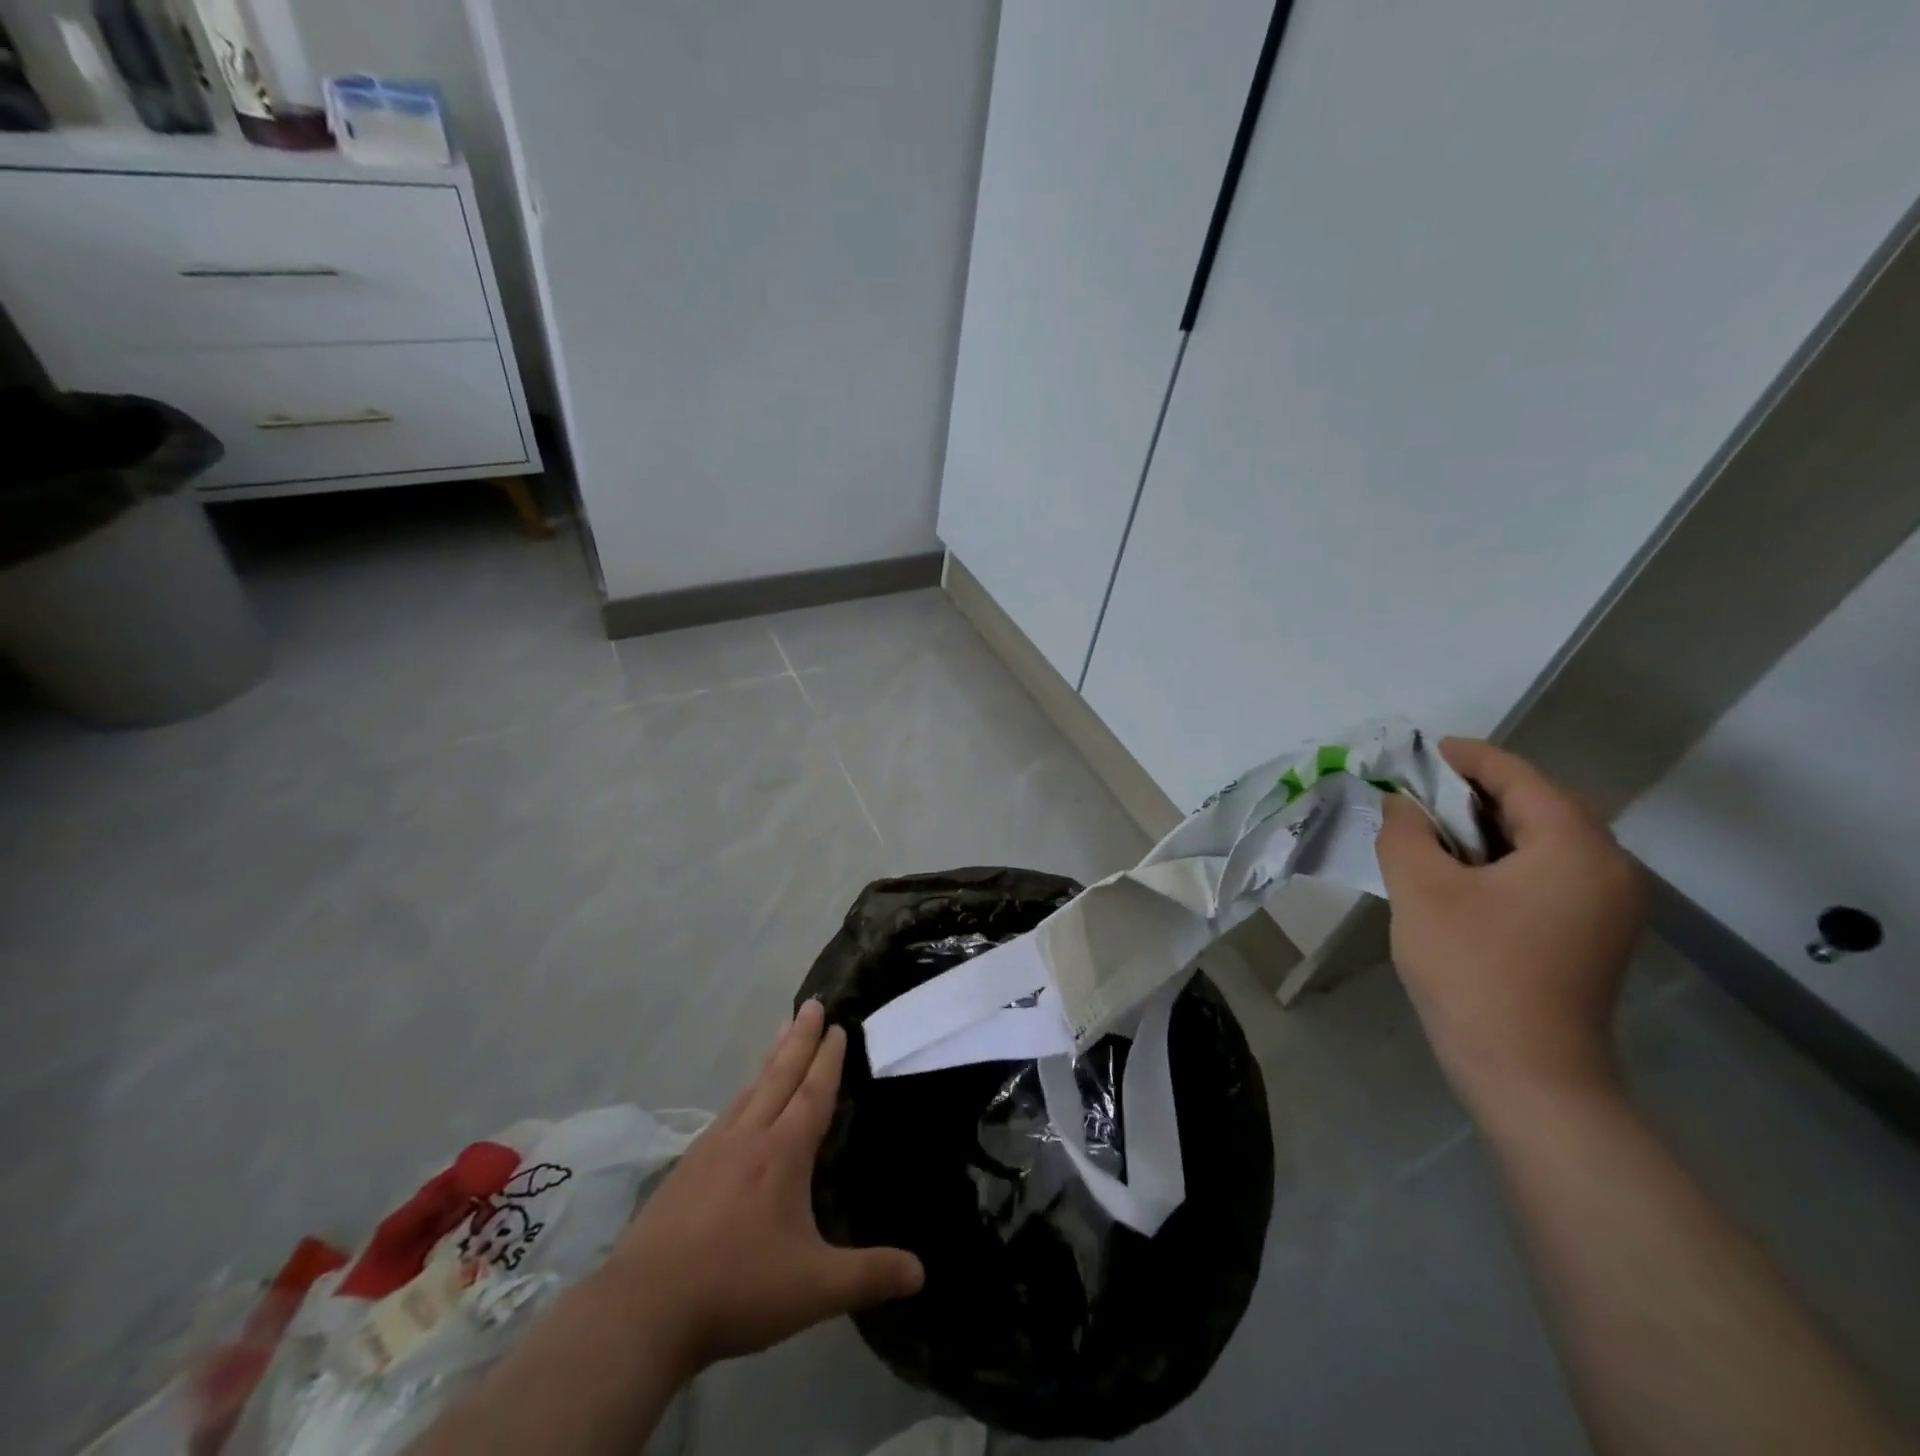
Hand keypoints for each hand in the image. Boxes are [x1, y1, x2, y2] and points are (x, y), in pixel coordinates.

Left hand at [604, 1000, 923, 1374]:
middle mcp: (749, 1136)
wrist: (644, 1308)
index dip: (828, 1058)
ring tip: (782, 1031)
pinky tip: (740, 1101)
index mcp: (783, 1153)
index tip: (837, 1025)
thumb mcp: (815, 1288)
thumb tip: (922, 1272)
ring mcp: (712, 1148)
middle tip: (812, 1003)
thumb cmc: (737, 1287)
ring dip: (771, 1057)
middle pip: (780, 1075)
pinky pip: (727, 1112)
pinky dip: (744, 1091)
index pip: (813, 1092)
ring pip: (751, 1088)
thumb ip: (869, 1275)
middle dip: (800, 1038)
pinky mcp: (686, 1167)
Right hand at [1376, 737, 1646, 1116]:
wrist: (1527, 1073)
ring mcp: (1608, 904)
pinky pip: (1546, 872)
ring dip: (1484, 828)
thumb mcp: (1421, 889)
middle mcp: (1609, 867)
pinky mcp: (1594, 933)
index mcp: (1577, 847)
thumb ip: (1405, 831)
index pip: (1519, 777)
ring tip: (1427, 833)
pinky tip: (1458, 875)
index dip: (1464, 758)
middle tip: (1413, 797)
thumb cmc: (1473, 970)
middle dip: (1471, 794)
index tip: (1416, 754)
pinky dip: (1501, 860)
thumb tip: (1400, 803)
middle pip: (1536, 805)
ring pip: (1540, 840)